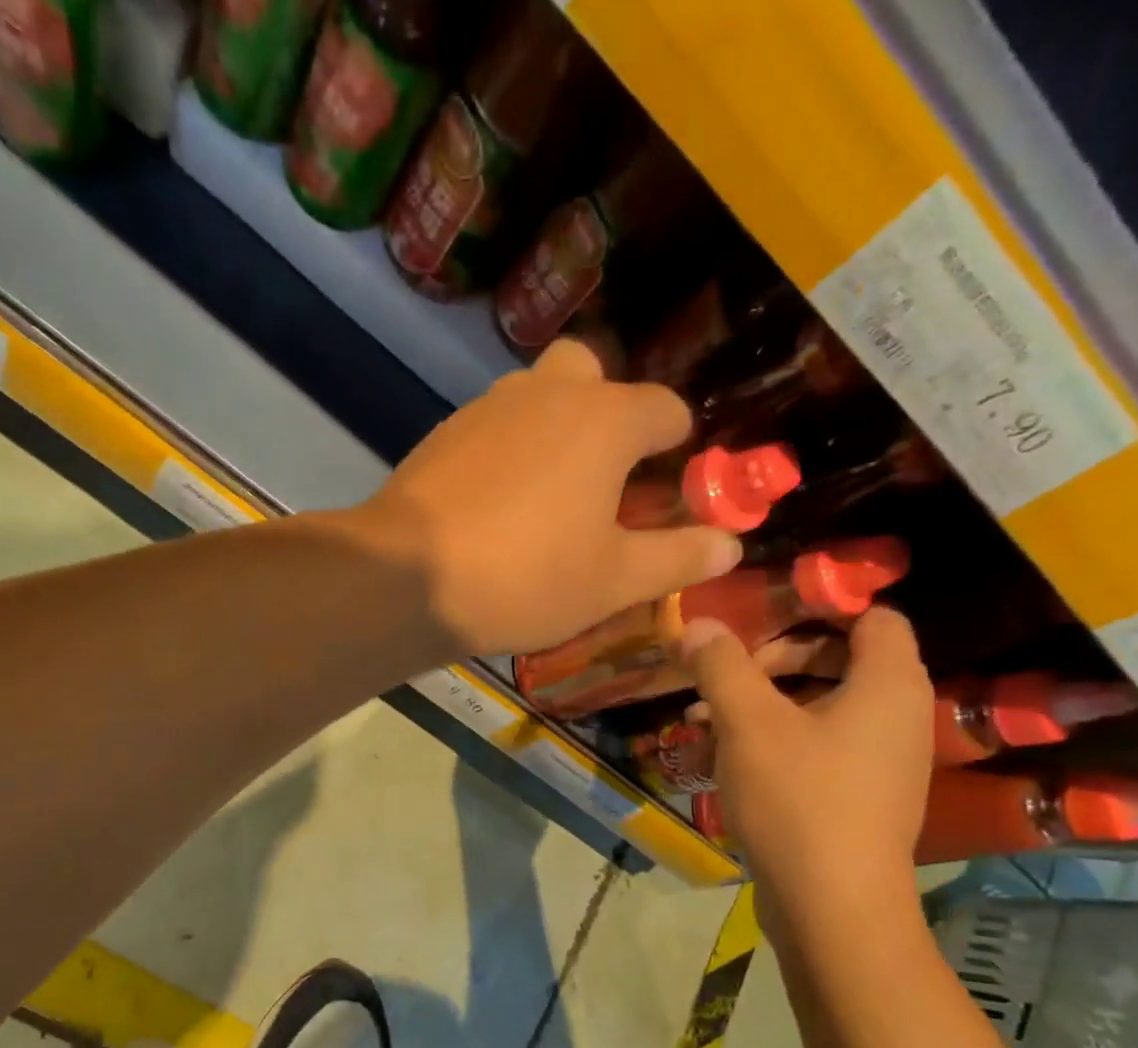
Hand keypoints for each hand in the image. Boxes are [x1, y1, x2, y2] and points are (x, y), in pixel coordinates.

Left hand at [346, 340, 741, 655]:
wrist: (407, 580)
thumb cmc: (527, 578)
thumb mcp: (614, 581)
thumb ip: (677, 558)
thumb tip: (730, 544)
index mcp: (605, 420)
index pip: (665, 409)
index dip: (679, 445)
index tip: (673, 483)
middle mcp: (548, 393)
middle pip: (594, 376)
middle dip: (609, 414)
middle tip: (605, 477)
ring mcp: (488, 407)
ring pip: (537, 397)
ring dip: (555, 430)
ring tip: (550, 498)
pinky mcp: (444, 433)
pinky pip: (494, 428)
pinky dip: (509, 452)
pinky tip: (498, 505)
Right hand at [684, 608, 933, 916]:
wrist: (832, 908)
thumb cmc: (798, 799)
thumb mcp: (748, 723)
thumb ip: (721, 665)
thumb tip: (695, 623)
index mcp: (888, 684)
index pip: (871, 617)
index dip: (817, 611)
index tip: (758, 625)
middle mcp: (897, 717)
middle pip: (837, 661)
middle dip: (770, 665)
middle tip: (722, 680)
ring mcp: (881, 763)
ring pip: (817, 710)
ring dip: (760, 708)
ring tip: (700, 725)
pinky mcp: (859, 799)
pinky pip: (816, 750)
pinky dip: (773, 745)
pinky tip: (719, 763)